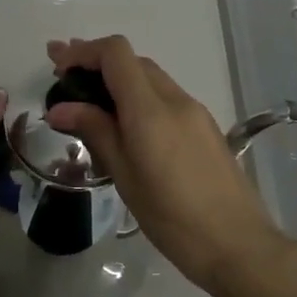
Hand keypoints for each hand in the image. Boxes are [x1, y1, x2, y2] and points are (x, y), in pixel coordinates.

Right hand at [45, 36, 285, 288]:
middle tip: (62, 77)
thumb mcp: (125, 176)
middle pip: (133, 61)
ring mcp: (194, 112)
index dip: (83, 51)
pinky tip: (123, 121)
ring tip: (86, 99)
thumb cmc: (172, 217)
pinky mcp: (204, 127)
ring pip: (150, 78)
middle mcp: (175, 99)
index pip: (116, 54)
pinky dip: (138, 97)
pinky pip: (165, 98)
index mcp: (151, 109)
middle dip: (96, 62)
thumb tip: (60, 107)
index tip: (58, 64)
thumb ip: (95, 131)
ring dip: (117, 79)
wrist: (238, 245)